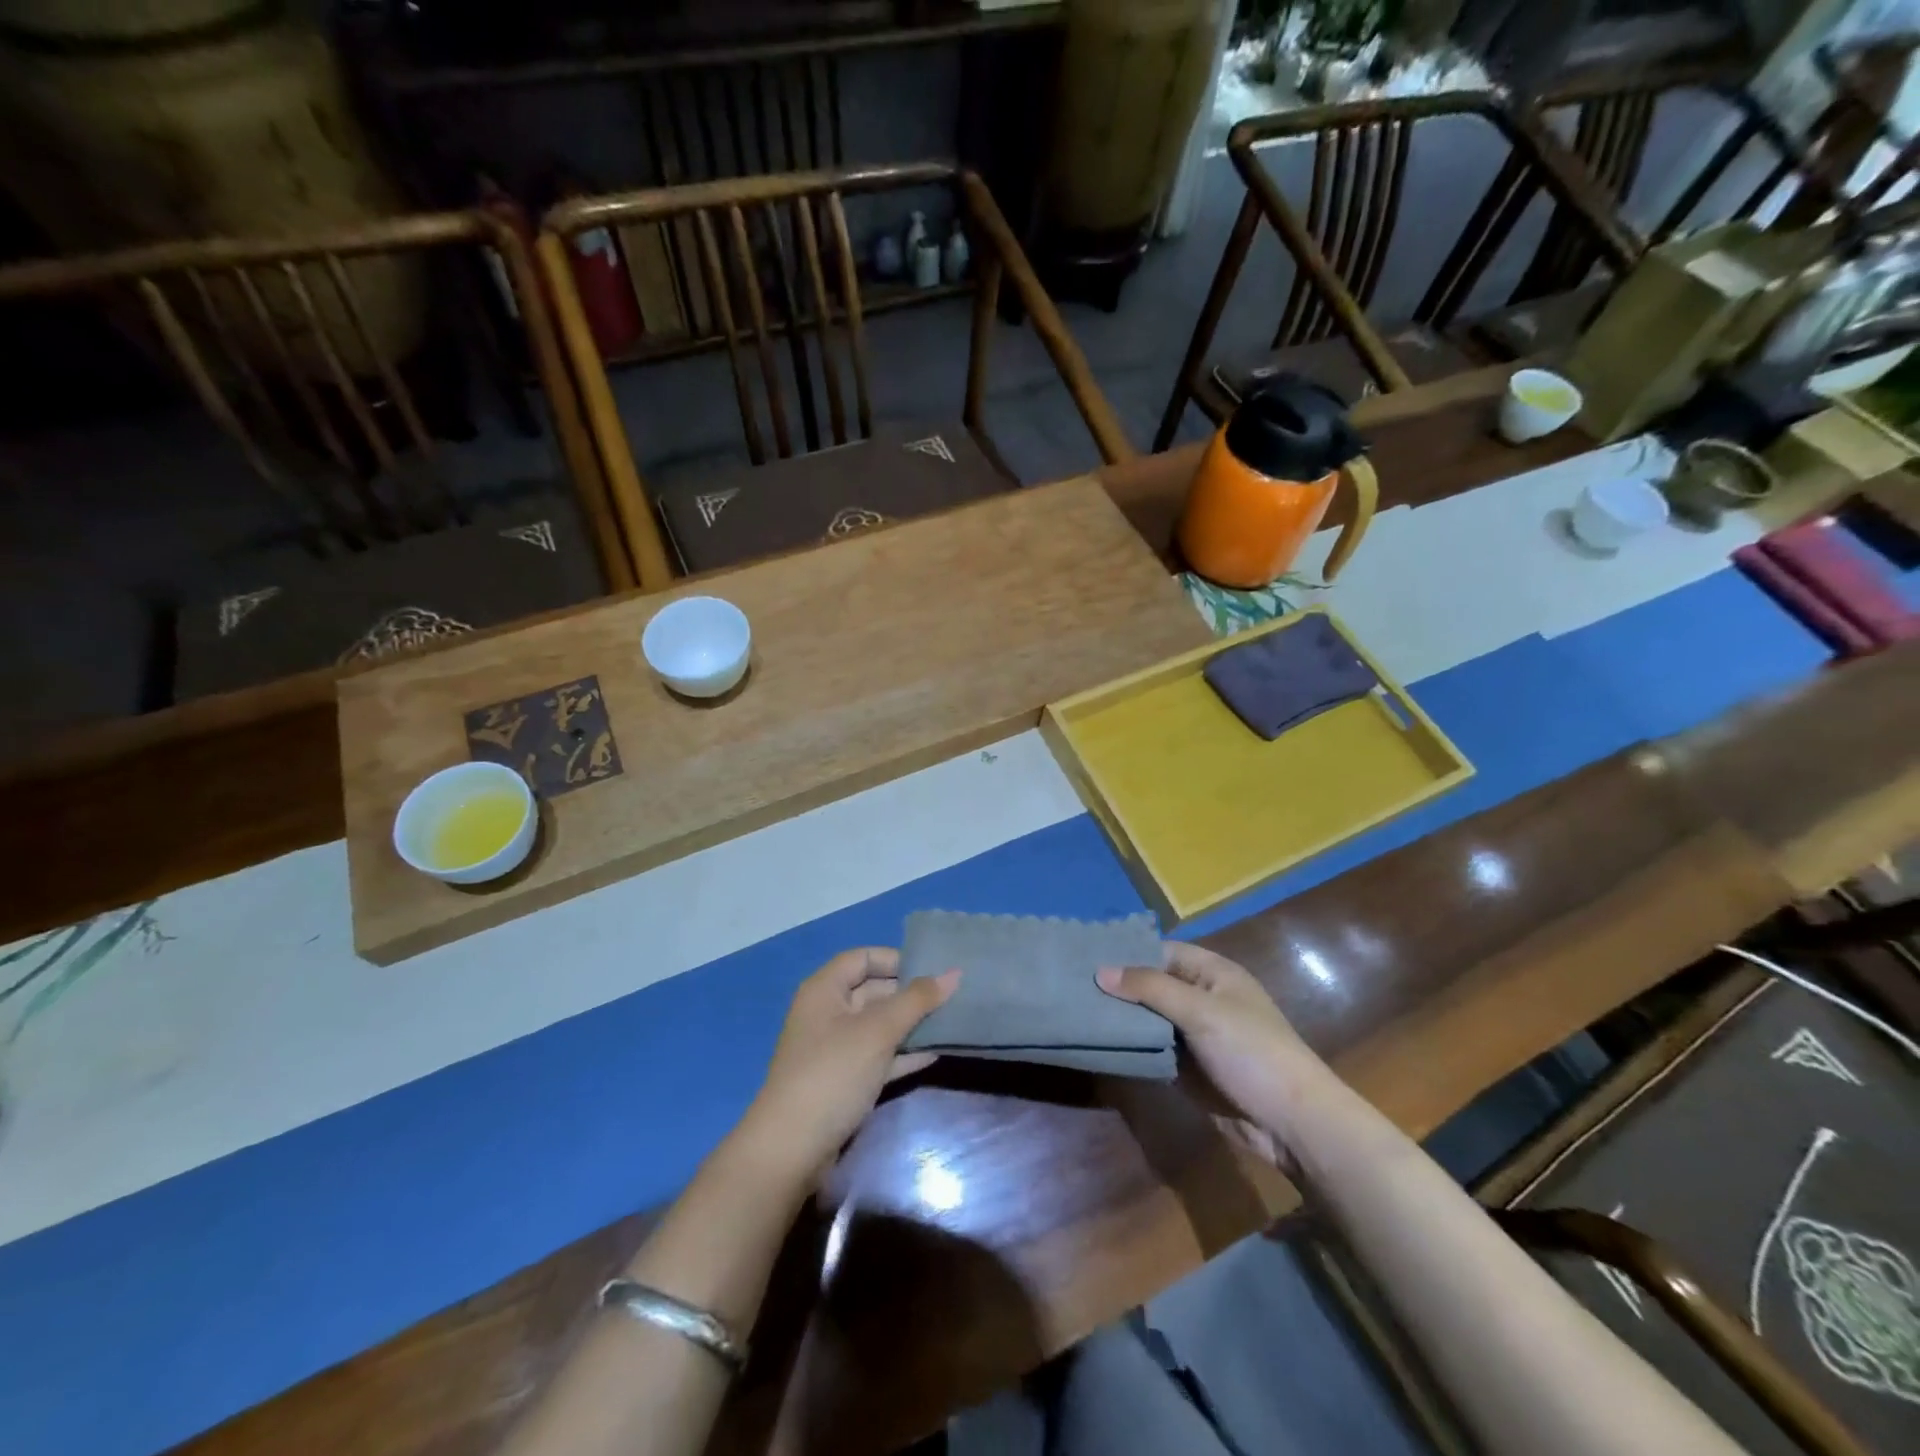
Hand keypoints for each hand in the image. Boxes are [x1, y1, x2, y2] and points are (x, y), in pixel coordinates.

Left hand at [740, 948, 959, 1179]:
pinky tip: (935, 1053)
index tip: (934, 970)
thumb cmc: (833, 1073)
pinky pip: (879, 1056)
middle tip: (953, 996)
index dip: (897, 959)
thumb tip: (954, 973)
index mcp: (825, 989)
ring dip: (912, 1024)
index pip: (864, 958)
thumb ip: (917, 1000)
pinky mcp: (844, 1081)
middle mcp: (828, 1012)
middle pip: (874, 990)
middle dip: (911, 993)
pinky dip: (903, 1053)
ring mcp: (835, 1049)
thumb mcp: (878, 1031)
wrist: (793, 1150)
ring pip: (879, 1025)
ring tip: (952, 1022)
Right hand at [1097, 943, 1323, 1141]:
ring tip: (1077, 1011)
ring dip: (1123, 1019)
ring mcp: (1196, 1036)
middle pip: (1153, 985)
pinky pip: (1155, 1050)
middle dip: (1120, 987)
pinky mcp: (1190, 1069)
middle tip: (1073, 986)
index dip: (1128, 953)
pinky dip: (1134, 1048)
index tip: (1086, 956)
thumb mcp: (1200, 1011)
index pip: (1162, 952)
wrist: (1292, 1123)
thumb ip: (1150, 988)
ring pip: (1151, 1020)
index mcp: (1213, 974)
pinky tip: (1100, 1043)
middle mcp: (1203, 999)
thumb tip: (1100, 970)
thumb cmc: (1251, 1052)